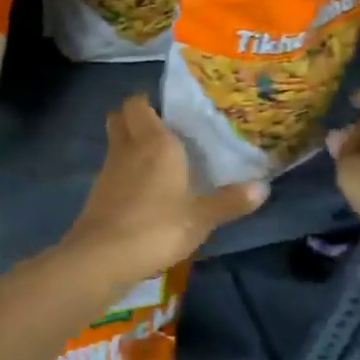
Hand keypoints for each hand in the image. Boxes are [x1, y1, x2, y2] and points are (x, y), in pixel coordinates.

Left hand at [59, 96, 265, 287]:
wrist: (103, 256)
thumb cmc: (157, 227)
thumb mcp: (201, 218)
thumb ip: (229, 201)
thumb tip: (263, 187)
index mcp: (155, 142)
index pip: (138, 104)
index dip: (147, 103)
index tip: (167, 112)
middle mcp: (128, 148)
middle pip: (119, 117)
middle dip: (134, 118)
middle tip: (160, 131)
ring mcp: (108, 170)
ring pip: (114, 143)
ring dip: (128, 145)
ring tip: (155, 161)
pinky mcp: (96, 193)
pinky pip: (111, 170)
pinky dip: (122, 172)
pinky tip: (140, 190)